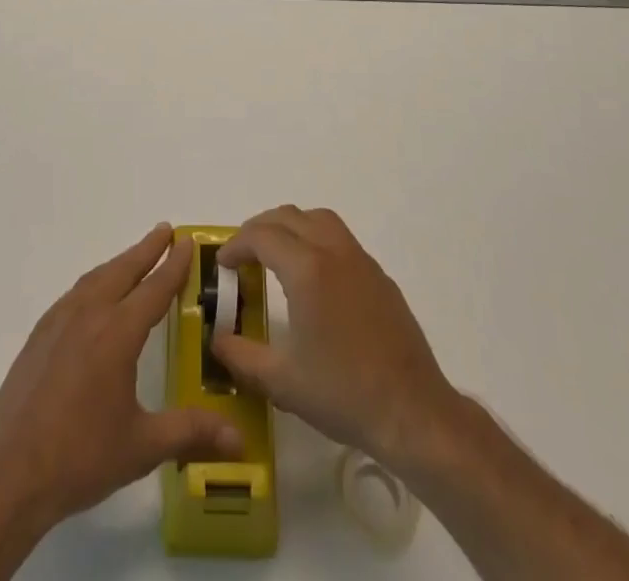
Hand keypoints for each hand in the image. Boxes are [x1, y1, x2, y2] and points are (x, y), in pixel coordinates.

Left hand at [0, 224, 243, 534]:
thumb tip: (240, 440)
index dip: (173, 265)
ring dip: (119, 263)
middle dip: (146, 249)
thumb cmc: (80, 458)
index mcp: (117, 334)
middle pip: (123, 270)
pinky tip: (94, 295)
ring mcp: (59, 322)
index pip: (153, 289)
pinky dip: (94, 282)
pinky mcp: (39, 336)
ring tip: (135, 257)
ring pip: (96, 278)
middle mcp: (89, 316)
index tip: (186, 241)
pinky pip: (74, 294)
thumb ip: (190, 432)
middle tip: (166, 231)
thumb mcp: (142, 447)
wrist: (9, 474)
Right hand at [212, 206, 460, 468]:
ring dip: (290, 226)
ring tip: (275, 255)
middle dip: (259, 229)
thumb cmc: (343, 394)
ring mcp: (360, 259)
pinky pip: (340, 237)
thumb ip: (240, 356)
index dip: (236, 245)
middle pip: (288, 216)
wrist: (412, 412)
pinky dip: (316, 239)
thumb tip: (216, 340)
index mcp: (307, 269)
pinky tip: (313, 277)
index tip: (222, 265)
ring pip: (317, 219)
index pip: (261, 236)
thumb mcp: (282, 381)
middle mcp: (333, 251)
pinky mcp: (379, 275)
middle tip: (242, 256)